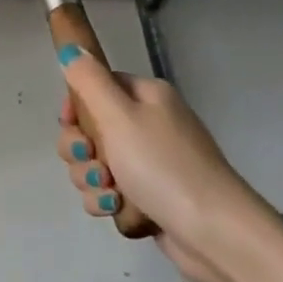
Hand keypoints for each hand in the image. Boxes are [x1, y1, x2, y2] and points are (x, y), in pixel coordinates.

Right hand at [54, 47, 277, 281]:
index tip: (70, 124)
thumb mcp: (118, 115)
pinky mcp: (149, 198)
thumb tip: (71, 48)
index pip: (96, 87)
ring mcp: (150, 163)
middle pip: (90, 128)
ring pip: (96, 164)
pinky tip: (117, 210)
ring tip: (110, 195)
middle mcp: (149, 124)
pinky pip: (111, 193)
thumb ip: (88, 79)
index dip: (75, 107)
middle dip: (80, 150)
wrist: (213, 232)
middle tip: (93, 162)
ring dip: (91, 180)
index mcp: (146, 96)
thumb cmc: (162, 165)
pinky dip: (108, 202)